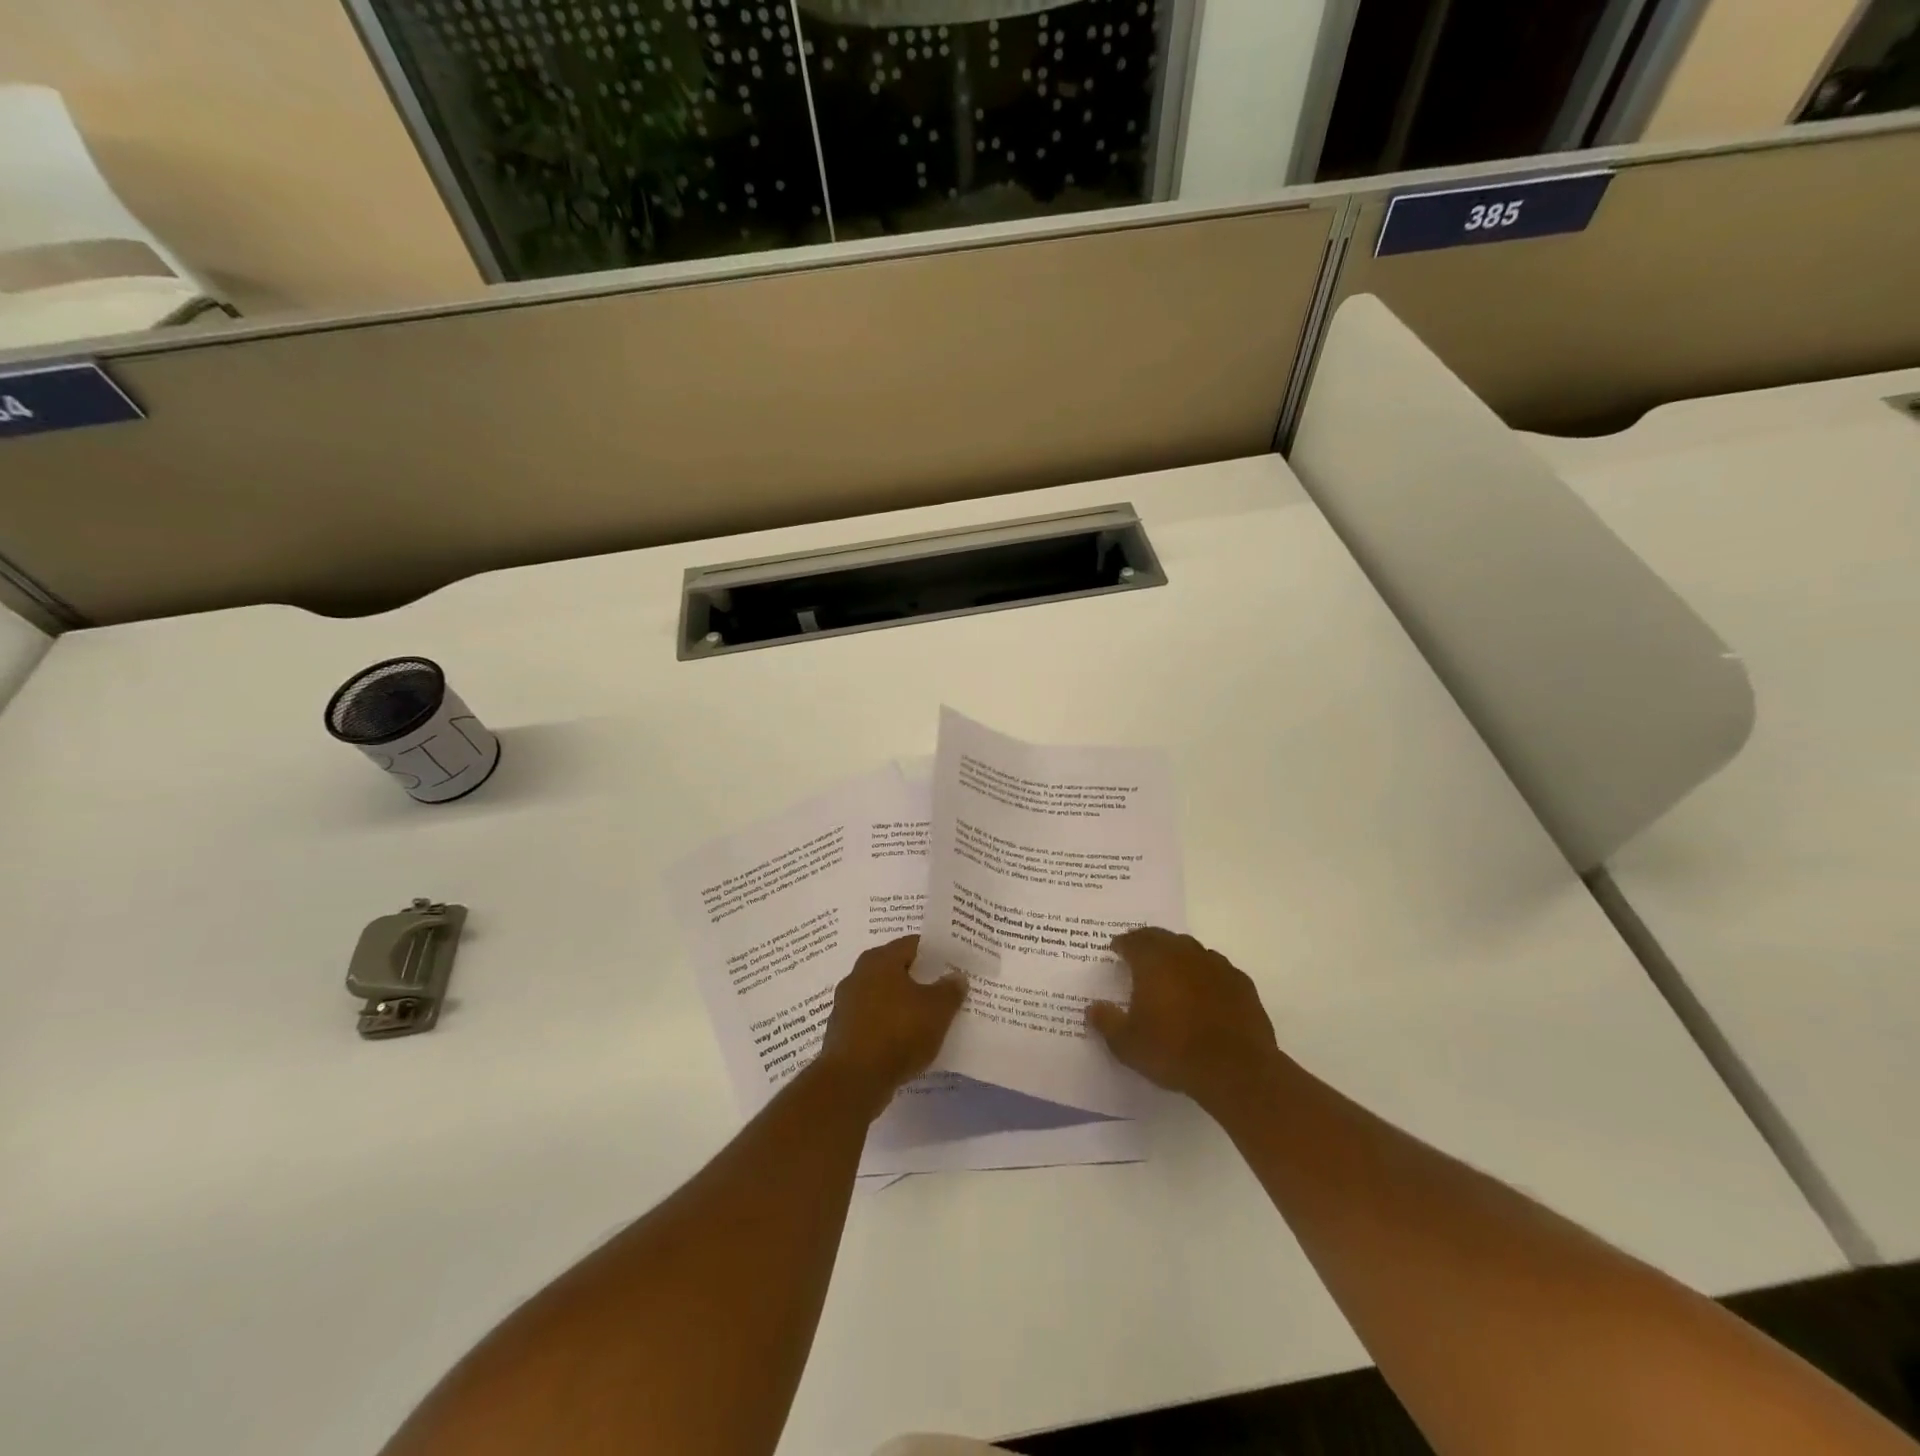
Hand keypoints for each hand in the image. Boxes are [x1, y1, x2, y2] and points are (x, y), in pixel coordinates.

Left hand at [814, 936, 967, 1119]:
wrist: (853, 1081)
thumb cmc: (898, 1033)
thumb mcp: (937, 1010)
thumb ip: (950, 990)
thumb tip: (956, 976)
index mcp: (880, 960)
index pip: (912, 944)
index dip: (935, 953)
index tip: (953, 963)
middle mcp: (859, 974)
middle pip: (896, 969)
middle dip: (919, 978)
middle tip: (944, 989)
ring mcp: (846, 1004)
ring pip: (883, 996)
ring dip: (903, 1003)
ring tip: (928, 1017)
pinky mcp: (842, 1032)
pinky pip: (873, 1020)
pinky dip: (889, 1025)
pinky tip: (905, 1040)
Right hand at [1086, 928, 1280, 1109]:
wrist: (1236, 1070)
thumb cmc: (1174, 1051)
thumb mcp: (1128, 1044)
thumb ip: (1107, 1022)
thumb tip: (1093, 1008)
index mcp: (1153, 961)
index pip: (1133, 941)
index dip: (1122, 944)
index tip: (1115, 950)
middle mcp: (1184, 954)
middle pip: (1162, 938)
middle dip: (1148, 943)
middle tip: (1139, 956)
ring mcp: (1217, 966)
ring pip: (1192, 950)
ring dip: (1178, 957)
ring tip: (1171, 974)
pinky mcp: (1242, 983)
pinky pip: (1217, 969)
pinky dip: (1205, 974)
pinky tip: (1204, 992)